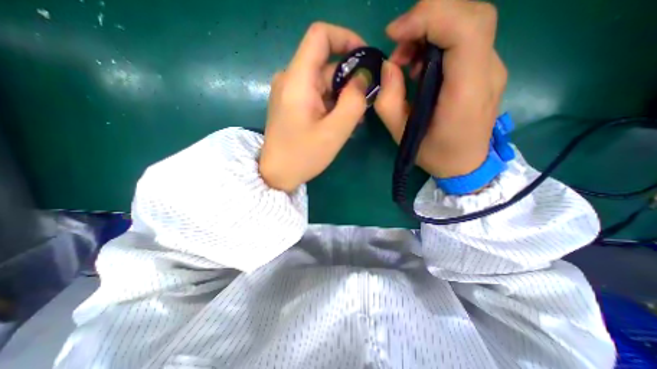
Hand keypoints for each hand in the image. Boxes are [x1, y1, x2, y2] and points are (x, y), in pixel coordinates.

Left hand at [258, 22, 367, 190]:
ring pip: (324, 82)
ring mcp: (290, 92)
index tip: (366, 59)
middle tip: (366, 103)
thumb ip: (354, 101)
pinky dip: (332, 104)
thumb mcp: (335, 131)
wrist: (276, 174)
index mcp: (297, 80)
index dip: (346, 39)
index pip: (320, 36)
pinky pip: (317, 95)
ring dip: (343, 96)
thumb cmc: (303, 156)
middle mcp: (291, 79)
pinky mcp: (292, 104)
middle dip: (350, 80)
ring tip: (355, 118)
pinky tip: (342, 121)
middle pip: (326, 65)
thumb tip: (363, 78)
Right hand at [374, 1, 506, 178]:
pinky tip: (421, 63)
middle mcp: (487, 71)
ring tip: (406, 58)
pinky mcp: (485, 69)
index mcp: (466, 91)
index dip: (428, 18)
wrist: (466, 165)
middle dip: (429, 16)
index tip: (394, 34)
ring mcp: (491, 68)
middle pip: (471, 14)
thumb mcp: (401, 134)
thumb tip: (388, 66)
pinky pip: (466, 39)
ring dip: (432, 28)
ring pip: (469, 22)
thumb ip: (389, 100)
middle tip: (399, 42)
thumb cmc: (433, 154)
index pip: (465, 29)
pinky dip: (439, 39)